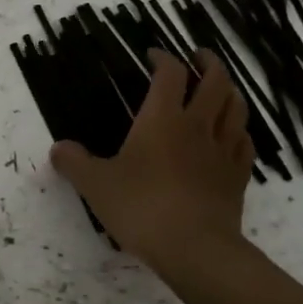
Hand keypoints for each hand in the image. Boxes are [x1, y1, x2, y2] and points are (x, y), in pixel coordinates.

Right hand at [49, 49, 255, 271]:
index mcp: (162, 119)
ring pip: (236, 108)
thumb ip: (74, 163)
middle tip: (198, 56)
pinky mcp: (238, 177)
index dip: (163, 58)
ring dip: (229, 91)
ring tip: (220, 87)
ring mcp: (223, 151)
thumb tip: (58, 148)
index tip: (152, 55)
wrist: (194, 248)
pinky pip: (244, 143)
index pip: (170, 73)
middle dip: (208, 63)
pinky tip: (232, 135)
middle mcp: (197, 126)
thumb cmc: (141, 207)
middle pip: (216, 81)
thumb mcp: (95, 185)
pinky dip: (239, 130)